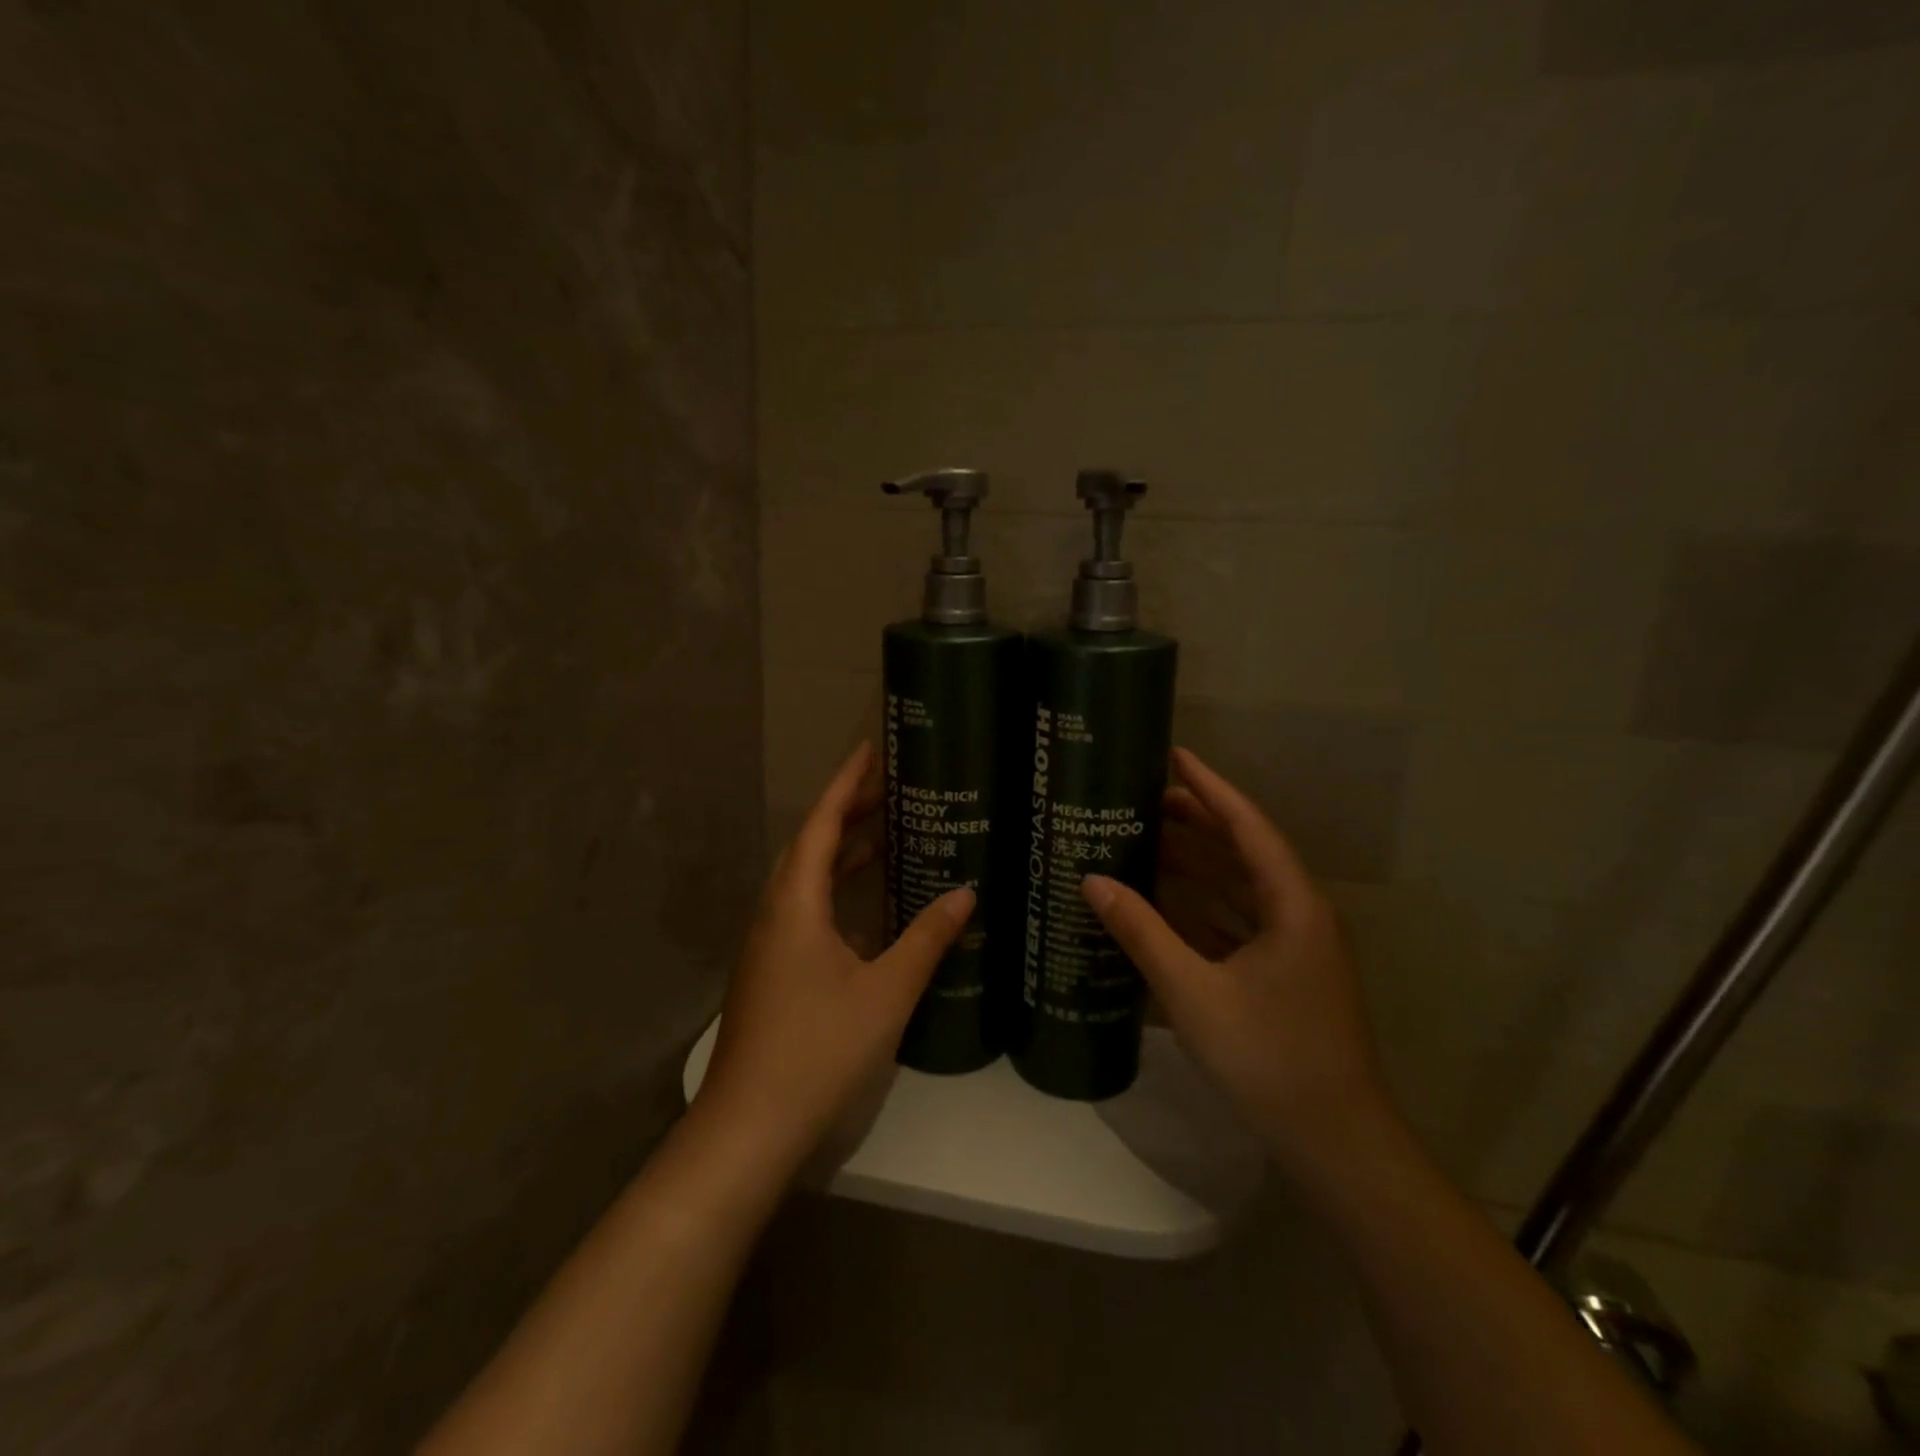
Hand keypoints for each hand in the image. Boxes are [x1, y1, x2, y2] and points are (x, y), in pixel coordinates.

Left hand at [696, 742, 973, 1169]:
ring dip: (842, 853)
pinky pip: (806, 909)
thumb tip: (965, 894)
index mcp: (795, 904)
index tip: (870, 750)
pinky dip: (837, 891)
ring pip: (806, 880)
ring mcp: (769, 945)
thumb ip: (926, 940)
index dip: (846, 784)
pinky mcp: (772, 972)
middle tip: (892, 789)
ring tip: (888, 834)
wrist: (748, 1128)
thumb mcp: (885, 992)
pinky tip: (869, 908)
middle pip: (811, 846)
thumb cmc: (818, 1051)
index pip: (820, 824)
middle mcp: (775, 914)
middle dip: (849, 812)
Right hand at [1083, 748, 1397, 1175]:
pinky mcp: (1281, 975)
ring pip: (1239, 888)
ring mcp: (1293, 947)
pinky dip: (1200, 907)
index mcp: (1293, 905)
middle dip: (1197, 822)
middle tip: (1143, 797)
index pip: (1248, 826)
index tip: (1174, 754)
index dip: (1210, 788)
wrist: (1334, 1144)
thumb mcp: (1194, 992)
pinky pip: (1236, 922)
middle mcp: (1299, 914)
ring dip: (1196, 864)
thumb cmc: (1269, 1059)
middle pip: (1243, 851)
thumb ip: (1142, 932)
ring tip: (1144, 839)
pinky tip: (1162, 903)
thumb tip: (1092, 881)